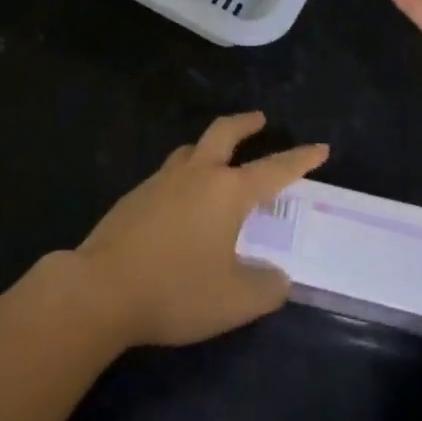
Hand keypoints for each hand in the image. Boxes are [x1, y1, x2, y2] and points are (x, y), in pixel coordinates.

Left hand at [75, 111, 328, 347]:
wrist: (101, 289)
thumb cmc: (176, 290)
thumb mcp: (234, 301)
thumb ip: (265, 288)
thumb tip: (277, 277)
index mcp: (227, 192)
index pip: (274, 169)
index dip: (300, 159)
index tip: (320, 147)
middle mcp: (196, 175)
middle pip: (224, 133)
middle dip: (246, 124)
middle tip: (260, 119)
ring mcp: (161, 181)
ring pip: (191, 150)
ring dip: (210, 147)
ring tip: (218, 159)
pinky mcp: (135, 196)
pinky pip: (169, 174)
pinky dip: (185, 175)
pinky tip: (181, 202)